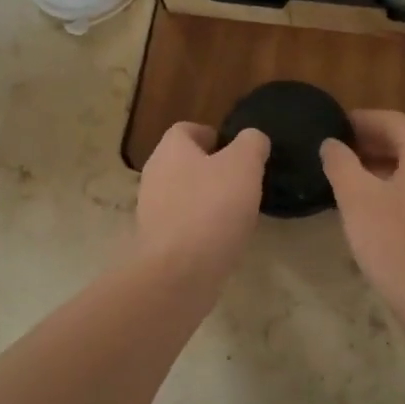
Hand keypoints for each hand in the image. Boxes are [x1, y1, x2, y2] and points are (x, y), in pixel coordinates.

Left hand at [135, 122, 269, 283]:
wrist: (178, 273)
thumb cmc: (212, 209)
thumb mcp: (243, 166)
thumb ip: (251, 144)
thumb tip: (252, 139)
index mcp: (170, 150)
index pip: (187, 130)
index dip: (213, 135)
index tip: (237, 151)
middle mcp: (154, 176)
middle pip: (184, 163)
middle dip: (212, 170)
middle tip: (243, 182)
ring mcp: (151, 211)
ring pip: (183, 195)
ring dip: (207, 200)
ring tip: (237, 213)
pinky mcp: (157, 242)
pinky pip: (183, 225)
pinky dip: (201, 227)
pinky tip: (222, 239)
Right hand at [321, 110, 404, 318]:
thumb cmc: (393, 242)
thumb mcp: (356, 198)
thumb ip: (341, 163)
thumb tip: (332, 143)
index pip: (395, 121)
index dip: (364, 119)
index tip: (337, 125)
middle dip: (381, 140)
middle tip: (349, 151)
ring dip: (394, 164)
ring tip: (361, 179)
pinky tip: (383, 208)